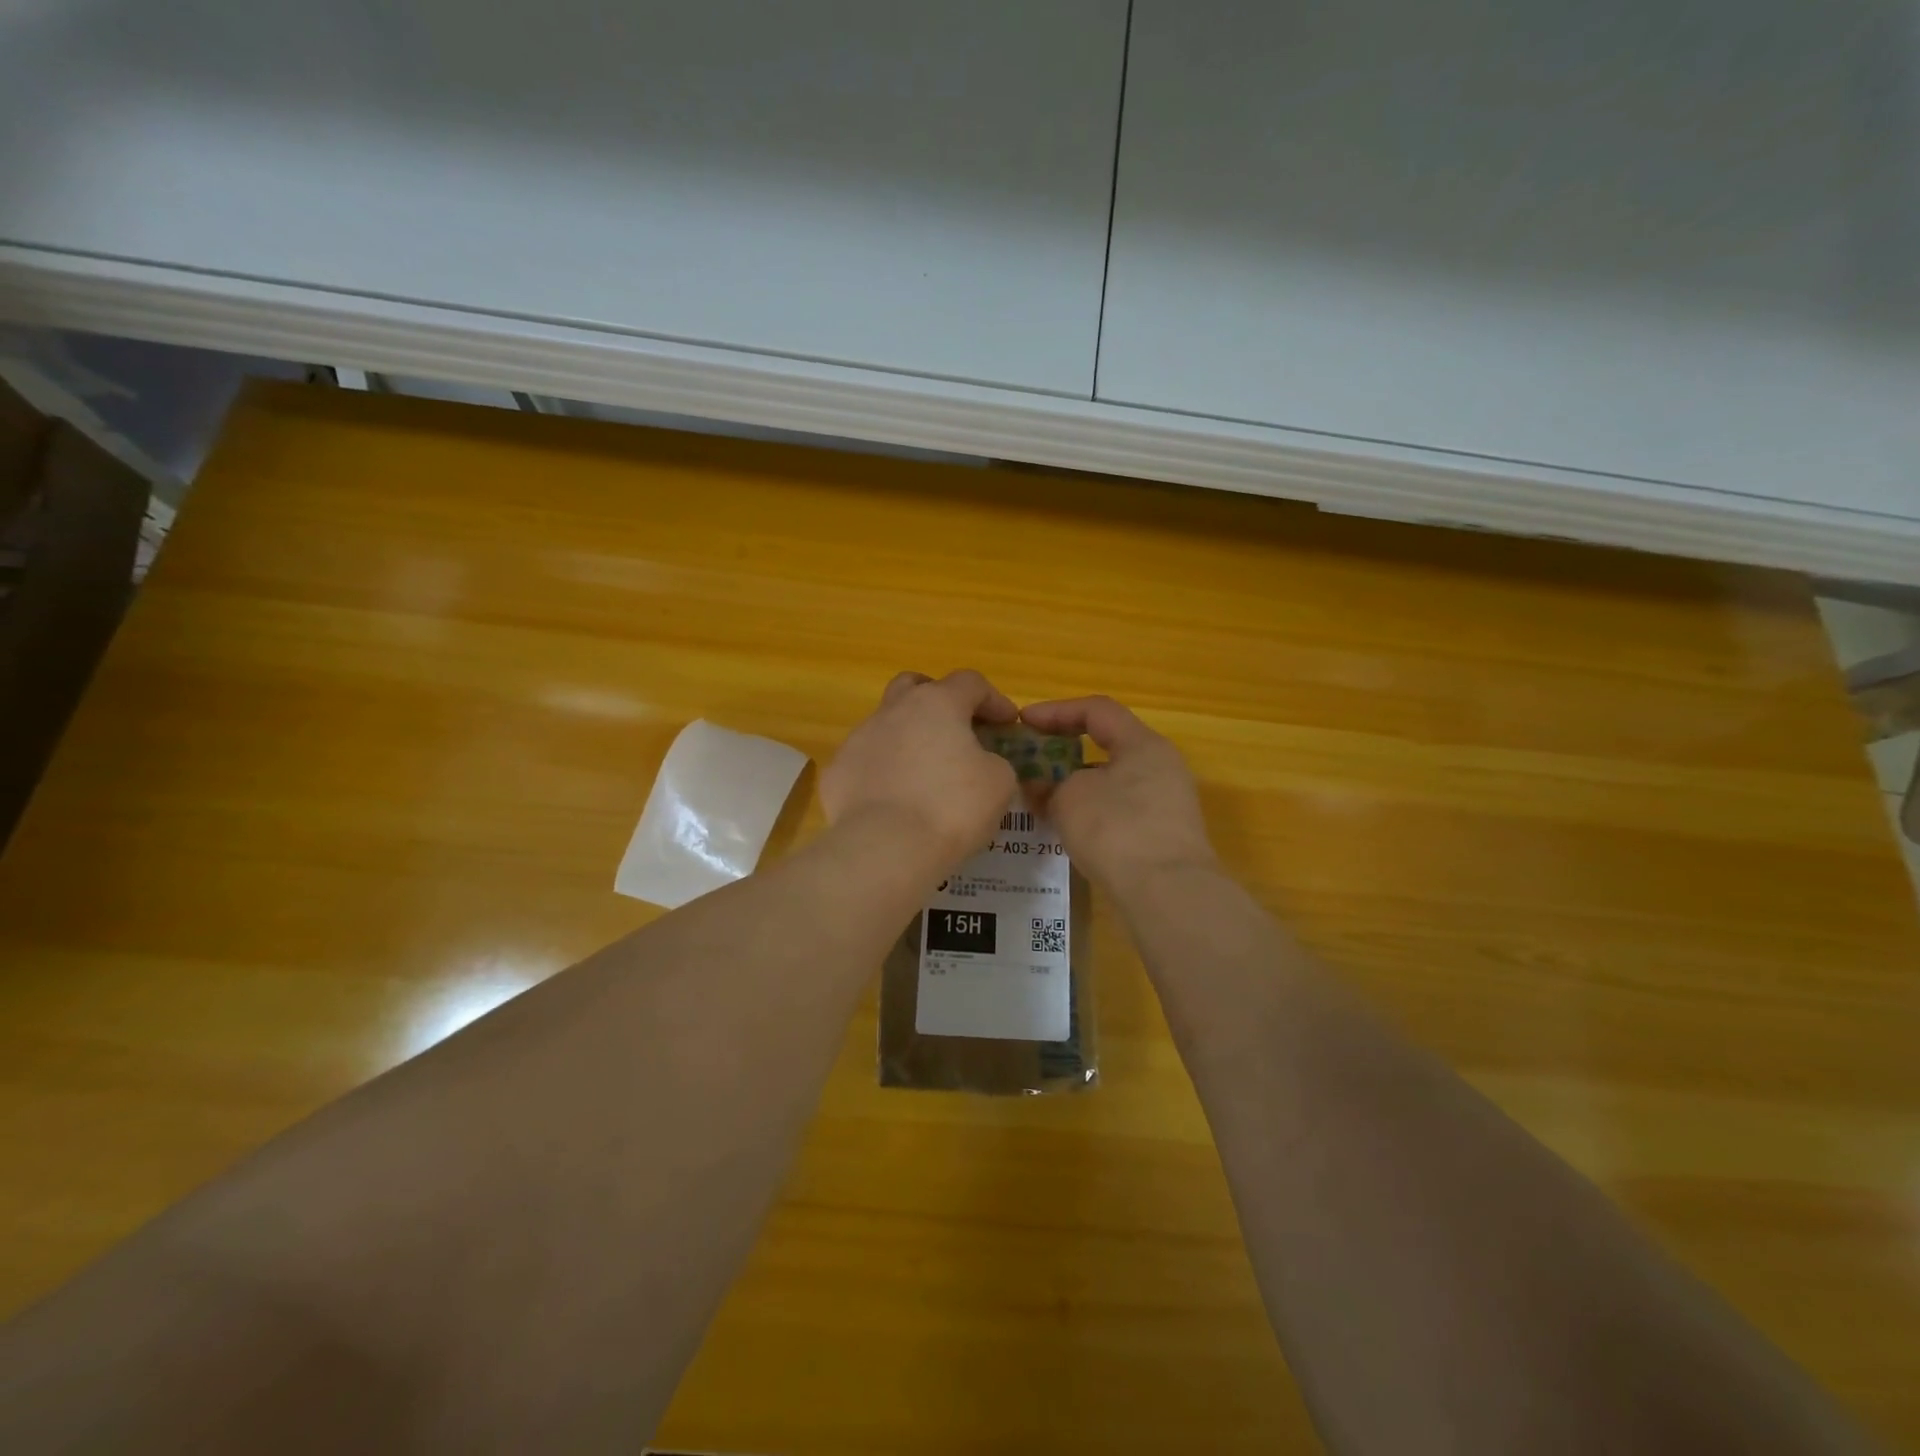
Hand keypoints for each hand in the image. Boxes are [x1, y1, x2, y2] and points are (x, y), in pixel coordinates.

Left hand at [821, 670, 1019, 868]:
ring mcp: (858, 739)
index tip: (1008, 725)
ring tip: (924, 774)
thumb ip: (994, 761)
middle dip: (938, 701)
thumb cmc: (951, 808)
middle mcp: (893, 711)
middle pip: (915, 687)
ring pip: (886, 725)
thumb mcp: (999, 783)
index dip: (994, 700)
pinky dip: (883, 773)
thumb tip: (980, 763)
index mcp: (937, 704)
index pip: (970, 683)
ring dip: (908, 739)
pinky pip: (866, 763)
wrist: (885, 848)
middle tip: (956, 730)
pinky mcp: (837, 771)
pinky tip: (894, 801)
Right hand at [1019, 696, 1216, 893]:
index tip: (1023, 723)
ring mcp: (1167, 803)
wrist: (1167, 893)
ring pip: (1112, 781)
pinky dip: (1091, 811)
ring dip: (1076, 785)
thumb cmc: (1116, 829)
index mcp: (1143, 744)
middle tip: (1031, 760)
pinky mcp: (1163, 835)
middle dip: (1065, 751)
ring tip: (1042, 798)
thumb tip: (1038, 787)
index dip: (1056, 711)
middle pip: (1107, 746)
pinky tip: (1067, 828)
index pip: (1097, 710)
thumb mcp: (1069, 798)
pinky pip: (1120, 810)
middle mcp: (1162, 766)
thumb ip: (1049, 785)